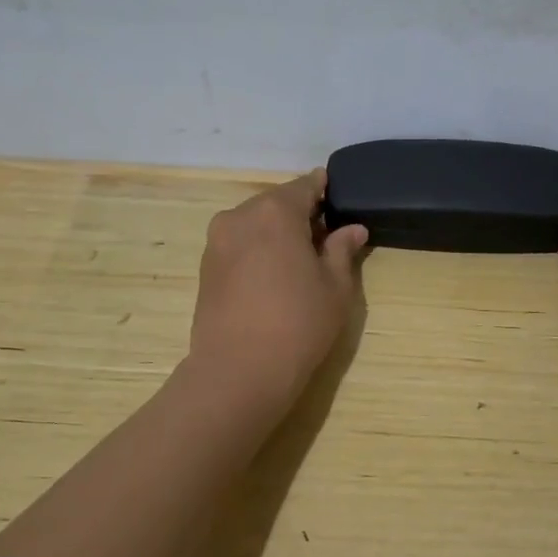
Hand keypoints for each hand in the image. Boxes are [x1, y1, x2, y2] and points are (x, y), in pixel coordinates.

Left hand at [188, 169, 366, 415]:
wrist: (238, 371)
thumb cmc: (298, 323)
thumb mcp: (335, 286)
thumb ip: (342, 250)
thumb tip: (352, 229)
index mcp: (276, 211)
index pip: (305, 186)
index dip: (324, 190)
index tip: (338, 199)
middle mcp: (240, 216)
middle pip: (277, 203)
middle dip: (300, 214)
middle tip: (325, 237)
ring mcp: (217, 241)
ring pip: (255, 223)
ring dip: (276, 233)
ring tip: (299, 261)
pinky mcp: (205, 266)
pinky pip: (239, 244)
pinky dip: (257, 249)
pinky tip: (273, 276)